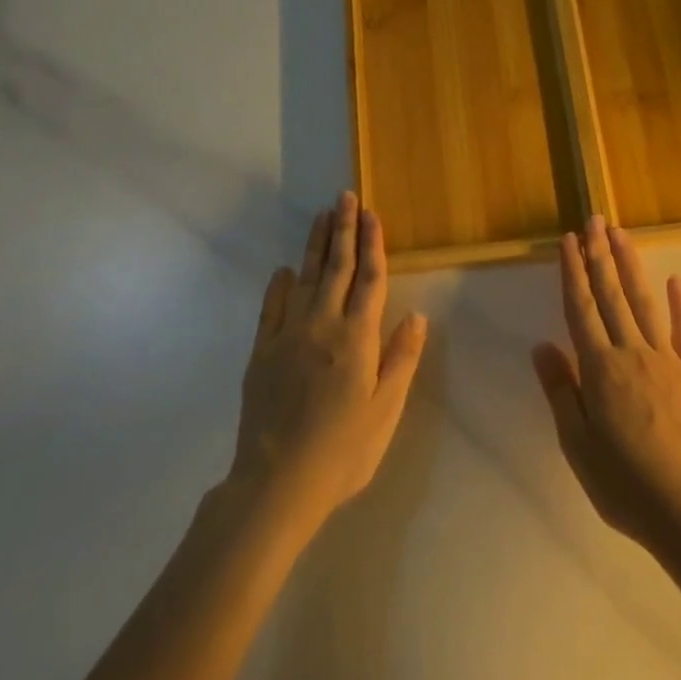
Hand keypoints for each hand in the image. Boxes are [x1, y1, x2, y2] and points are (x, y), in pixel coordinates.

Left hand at [229, 191, 427, 534]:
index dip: (373, 244)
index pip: (370, 279)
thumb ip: (401, 359)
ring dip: (315, 245)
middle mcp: (323, 325)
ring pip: (305, 278)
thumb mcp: (385, 410)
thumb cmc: (342, 450)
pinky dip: (279, 285)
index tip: (372, 214)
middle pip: (337, 267)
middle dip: (343, 229)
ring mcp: (288, 336)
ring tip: (321, 216)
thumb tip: (417, 315)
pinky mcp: (262, 352)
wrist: (276, 483)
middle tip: (345, 196)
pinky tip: (284, 271)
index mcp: (358, 338)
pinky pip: (271, 308)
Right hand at [532, 216, 680, 551]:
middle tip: (595, 220)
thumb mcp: (577, 445)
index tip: (568, 240)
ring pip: (644, 302)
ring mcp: (667, 360)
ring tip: (621, 235)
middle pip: (612, 295)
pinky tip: (676, 280)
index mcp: (600, 368)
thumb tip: (542, 346)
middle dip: (600, 255)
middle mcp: (632, 352)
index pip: (581, 308)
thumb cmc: (624, 483)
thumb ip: (561, 390)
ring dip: (631, 266)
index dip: (573, 272)